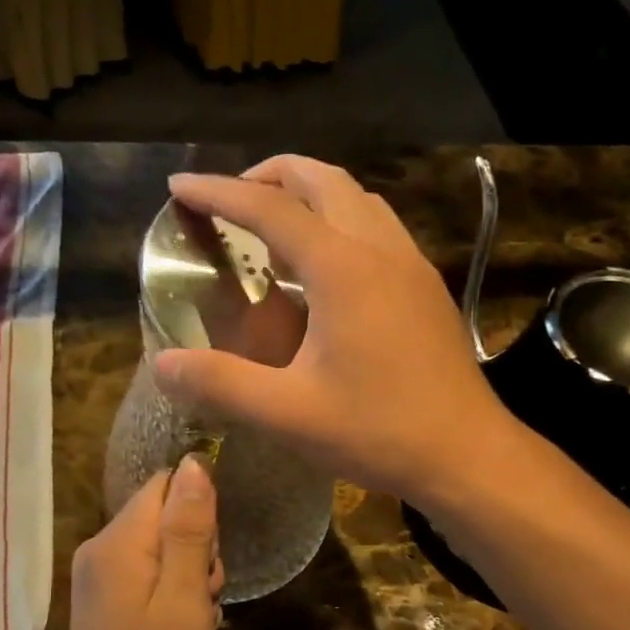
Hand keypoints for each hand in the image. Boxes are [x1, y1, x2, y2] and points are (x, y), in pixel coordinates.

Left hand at [56, 456, 222, 629]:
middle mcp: (100, 548)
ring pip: (160, 547)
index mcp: (118, 541)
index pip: (166, 485)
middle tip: (205, 597)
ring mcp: (98, 576)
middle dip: (197, 548)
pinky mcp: (103, 601)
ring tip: (195, 619)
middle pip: (163, 515)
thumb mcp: (185, 597)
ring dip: (189, 575)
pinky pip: (147, 574)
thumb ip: (189, 528)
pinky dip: (172, 593)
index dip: (199, 512)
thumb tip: (195, 462)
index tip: (210, 558)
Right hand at [154, 156, 514, 508]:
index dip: (219, 193)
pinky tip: (327, 265)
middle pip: (322, 180)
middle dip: (269, 176)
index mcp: (342, 269)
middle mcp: (380, 249)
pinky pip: (378, 226)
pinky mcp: (426, 287)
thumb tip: (163, 364)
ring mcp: (411, 265)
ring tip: (274, 224)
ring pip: (357, 198)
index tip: (178, 189)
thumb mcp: (289, 414)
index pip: (270, 209)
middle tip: (230, 200)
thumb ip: (221, 384)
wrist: (466, 454)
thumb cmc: (379, 431)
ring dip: (311, 193)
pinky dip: (341, 220)